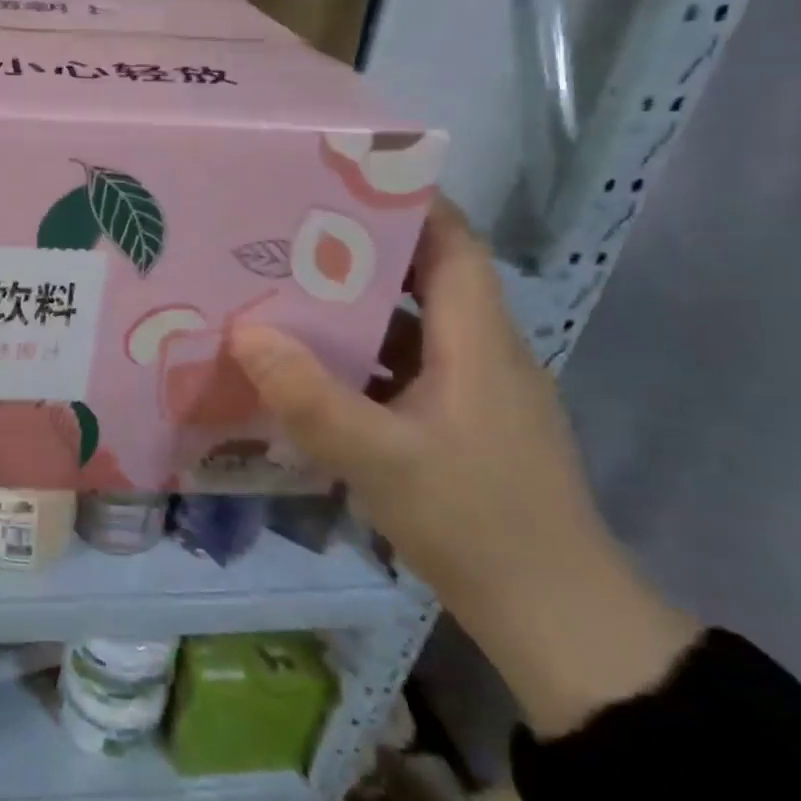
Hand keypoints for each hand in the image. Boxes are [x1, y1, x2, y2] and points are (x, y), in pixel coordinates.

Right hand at [228, 198, 698, 737]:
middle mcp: (482, 353)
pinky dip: (361, 356)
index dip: (408, 203)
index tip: (341, 179)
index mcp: (480, 342)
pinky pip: (404, 368)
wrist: (556, 622)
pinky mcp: (460, 425)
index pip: (454, 245)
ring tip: (284, 290)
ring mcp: (473, 392)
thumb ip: (308, 395)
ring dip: (355, 307)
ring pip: (411, 326)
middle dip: (359, 251)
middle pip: (426, 278)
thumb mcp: (379, 458)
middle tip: (286, 234)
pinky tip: (309, 367)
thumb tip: (244, 331)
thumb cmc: (476, 523)